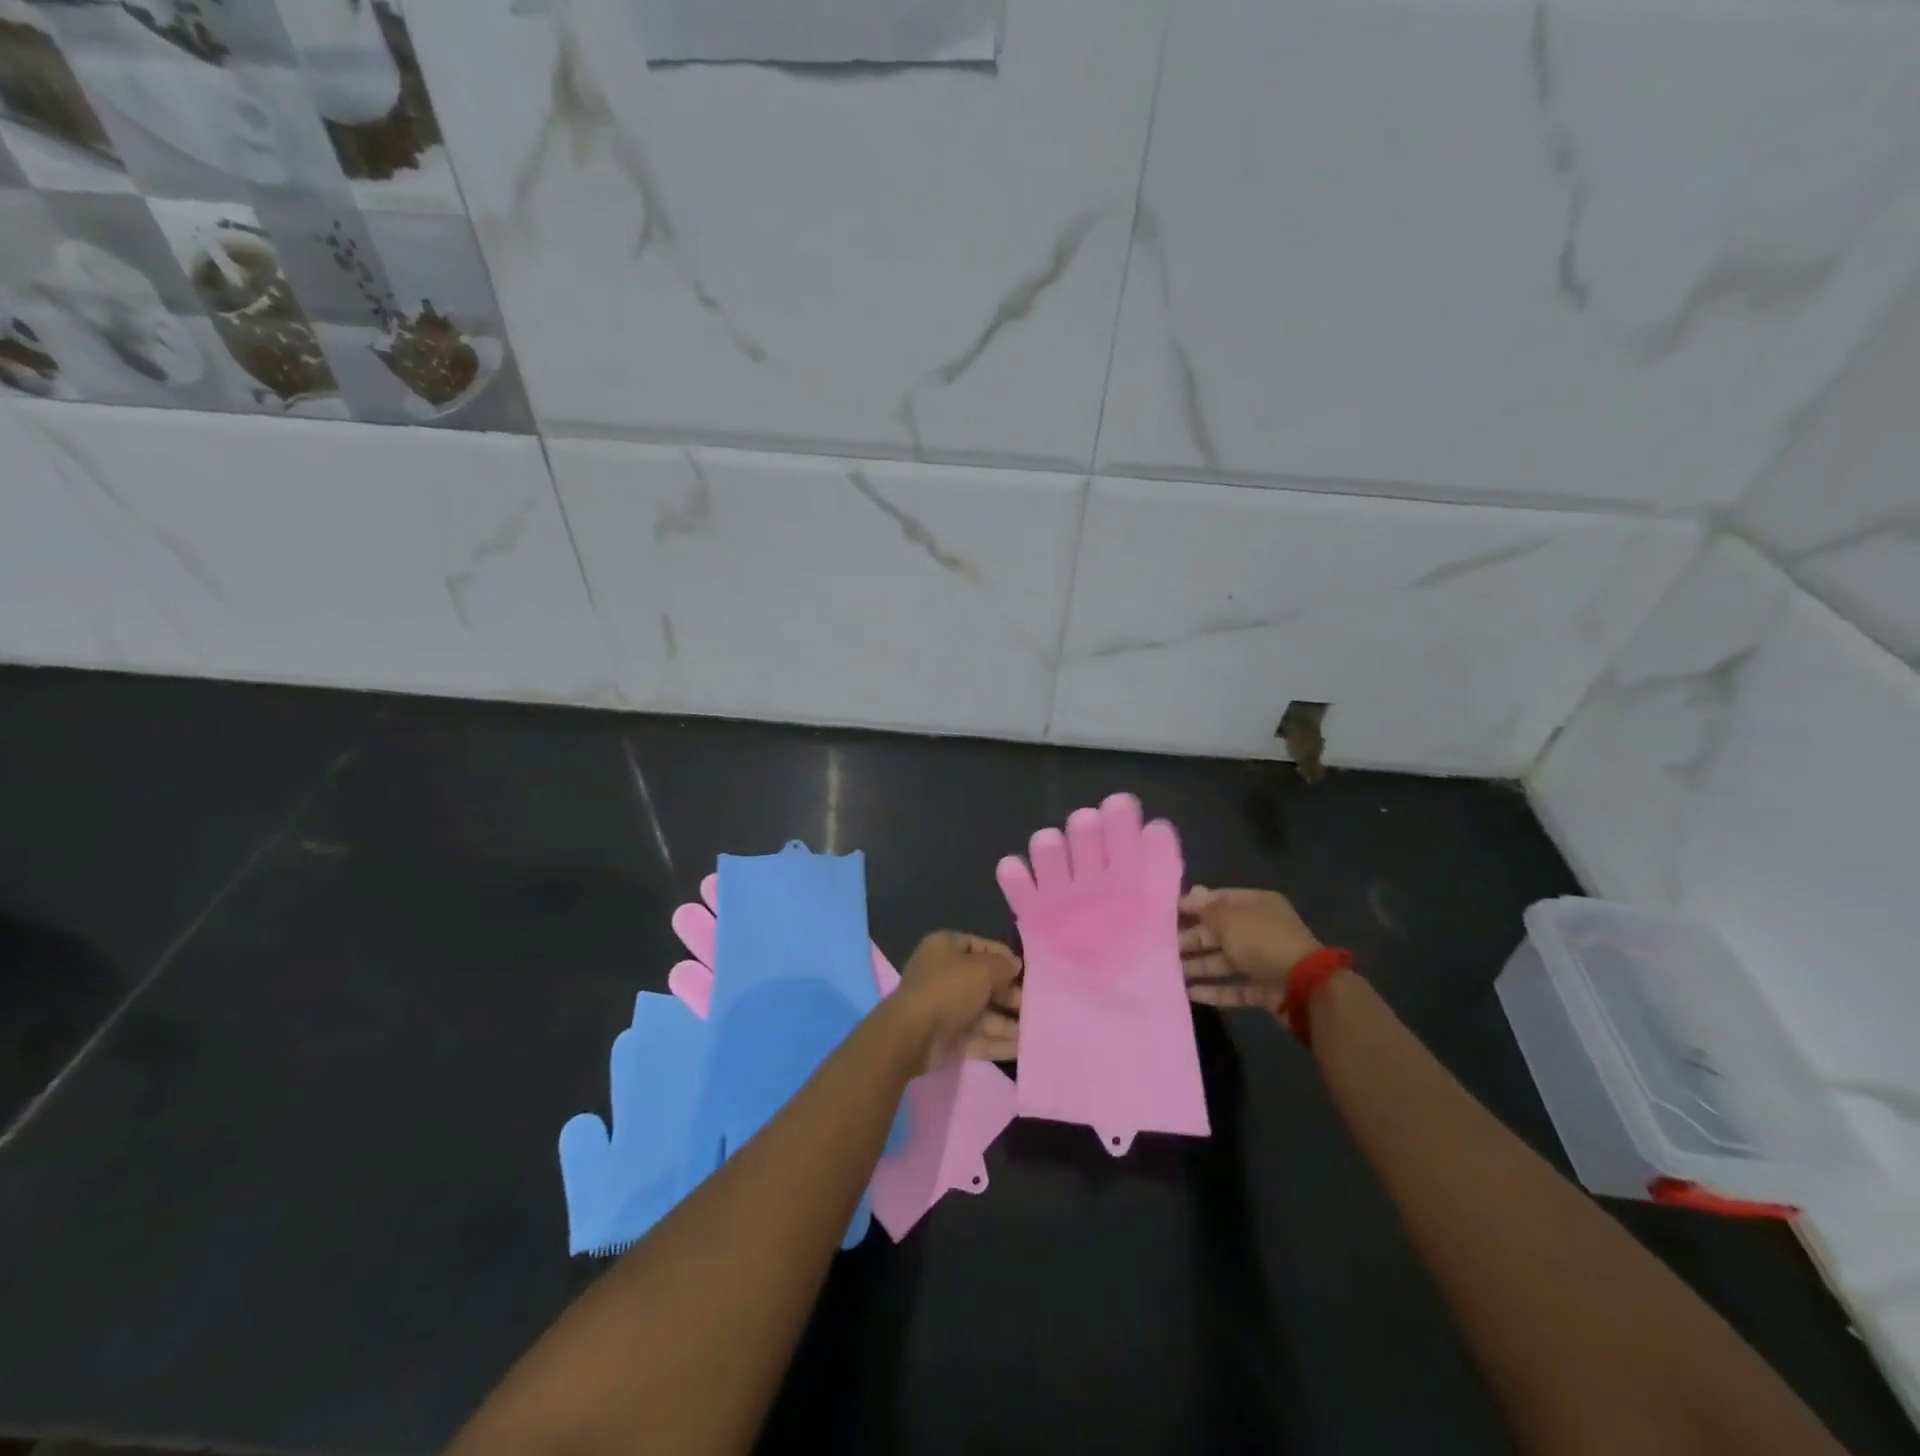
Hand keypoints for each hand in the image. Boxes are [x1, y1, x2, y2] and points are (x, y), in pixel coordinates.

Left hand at [887, 931, 1022, 1073]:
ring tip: (1037, 1030)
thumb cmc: (948, 989)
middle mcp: (944, 974)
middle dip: (1010, 994)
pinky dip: (998, 1042)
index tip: (1026, 972)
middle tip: (1035, 1005)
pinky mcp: (948, 1037)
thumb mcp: (981, 969)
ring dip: (1008, 1022)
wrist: (912, 1036)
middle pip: (984, 982)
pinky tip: (1023, 1048)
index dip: (1004, 957)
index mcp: (945, 948)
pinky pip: (978, 1036)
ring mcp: (946, 1008)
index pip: (980, 946)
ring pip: (983, 1012)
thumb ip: (1003, 965)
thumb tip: (1016, 965)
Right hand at [1179, 886, 1322, 1009]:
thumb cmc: (1263, 941)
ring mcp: (1264, 961)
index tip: (1167, 913)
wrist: (1305, 987)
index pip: (1220, 899)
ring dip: (1199, 965)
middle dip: (1192, 938)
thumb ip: (1206, 909)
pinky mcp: (1264, 990)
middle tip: (1164, 946)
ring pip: (1224, 961)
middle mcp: (1261, 930)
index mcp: (1258, 905)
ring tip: (1170, 970)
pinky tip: (1190, 993)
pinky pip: (1235, 987)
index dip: (1194, 905)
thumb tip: (1191, 893)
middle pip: (1220, 931)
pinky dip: (1214, 990)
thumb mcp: (1230, 919)